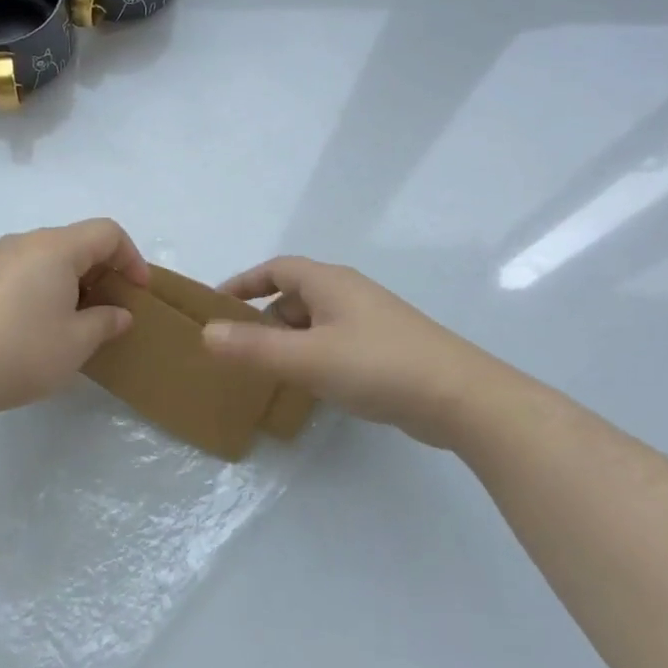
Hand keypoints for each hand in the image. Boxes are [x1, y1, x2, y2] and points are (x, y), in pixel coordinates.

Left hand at [0, 218, 151, 420]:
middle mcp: (25, 242)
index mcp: (55, 248)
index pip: (106, 233)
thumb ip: (105, 322)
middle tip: (111, 308)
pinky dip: (43, 287)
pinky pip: (23, 270)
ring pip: (47, 256)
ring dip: (71, 280)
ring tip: (76, 320)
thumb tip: (119, 314)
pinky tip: (38, 324)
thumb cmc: (21, 351)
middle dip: (102, 271)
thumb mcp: (76, 343)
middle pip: (76, 241)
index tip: (138, 292)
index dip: (131, 258)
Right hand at [200, 256, 469, 436]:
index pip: (276, 269)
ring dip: (288, 340)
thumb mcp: (307, 358)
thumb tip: (206, 333)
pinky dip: (312, 355)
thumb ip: (254, 347)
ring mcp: (370, 321)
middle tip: (238, 348)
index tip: (217, 305)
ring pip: (315, 322)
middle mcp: (349, 294)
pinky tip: (310, 385)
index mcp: (330, 282)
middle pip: (294, 295)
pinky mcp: (385, 348)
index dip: (244, 283)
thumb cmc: (378, 366)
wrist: (461, 398)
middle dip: (263, 318)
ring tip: (267, 371)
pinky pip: (334, 342)